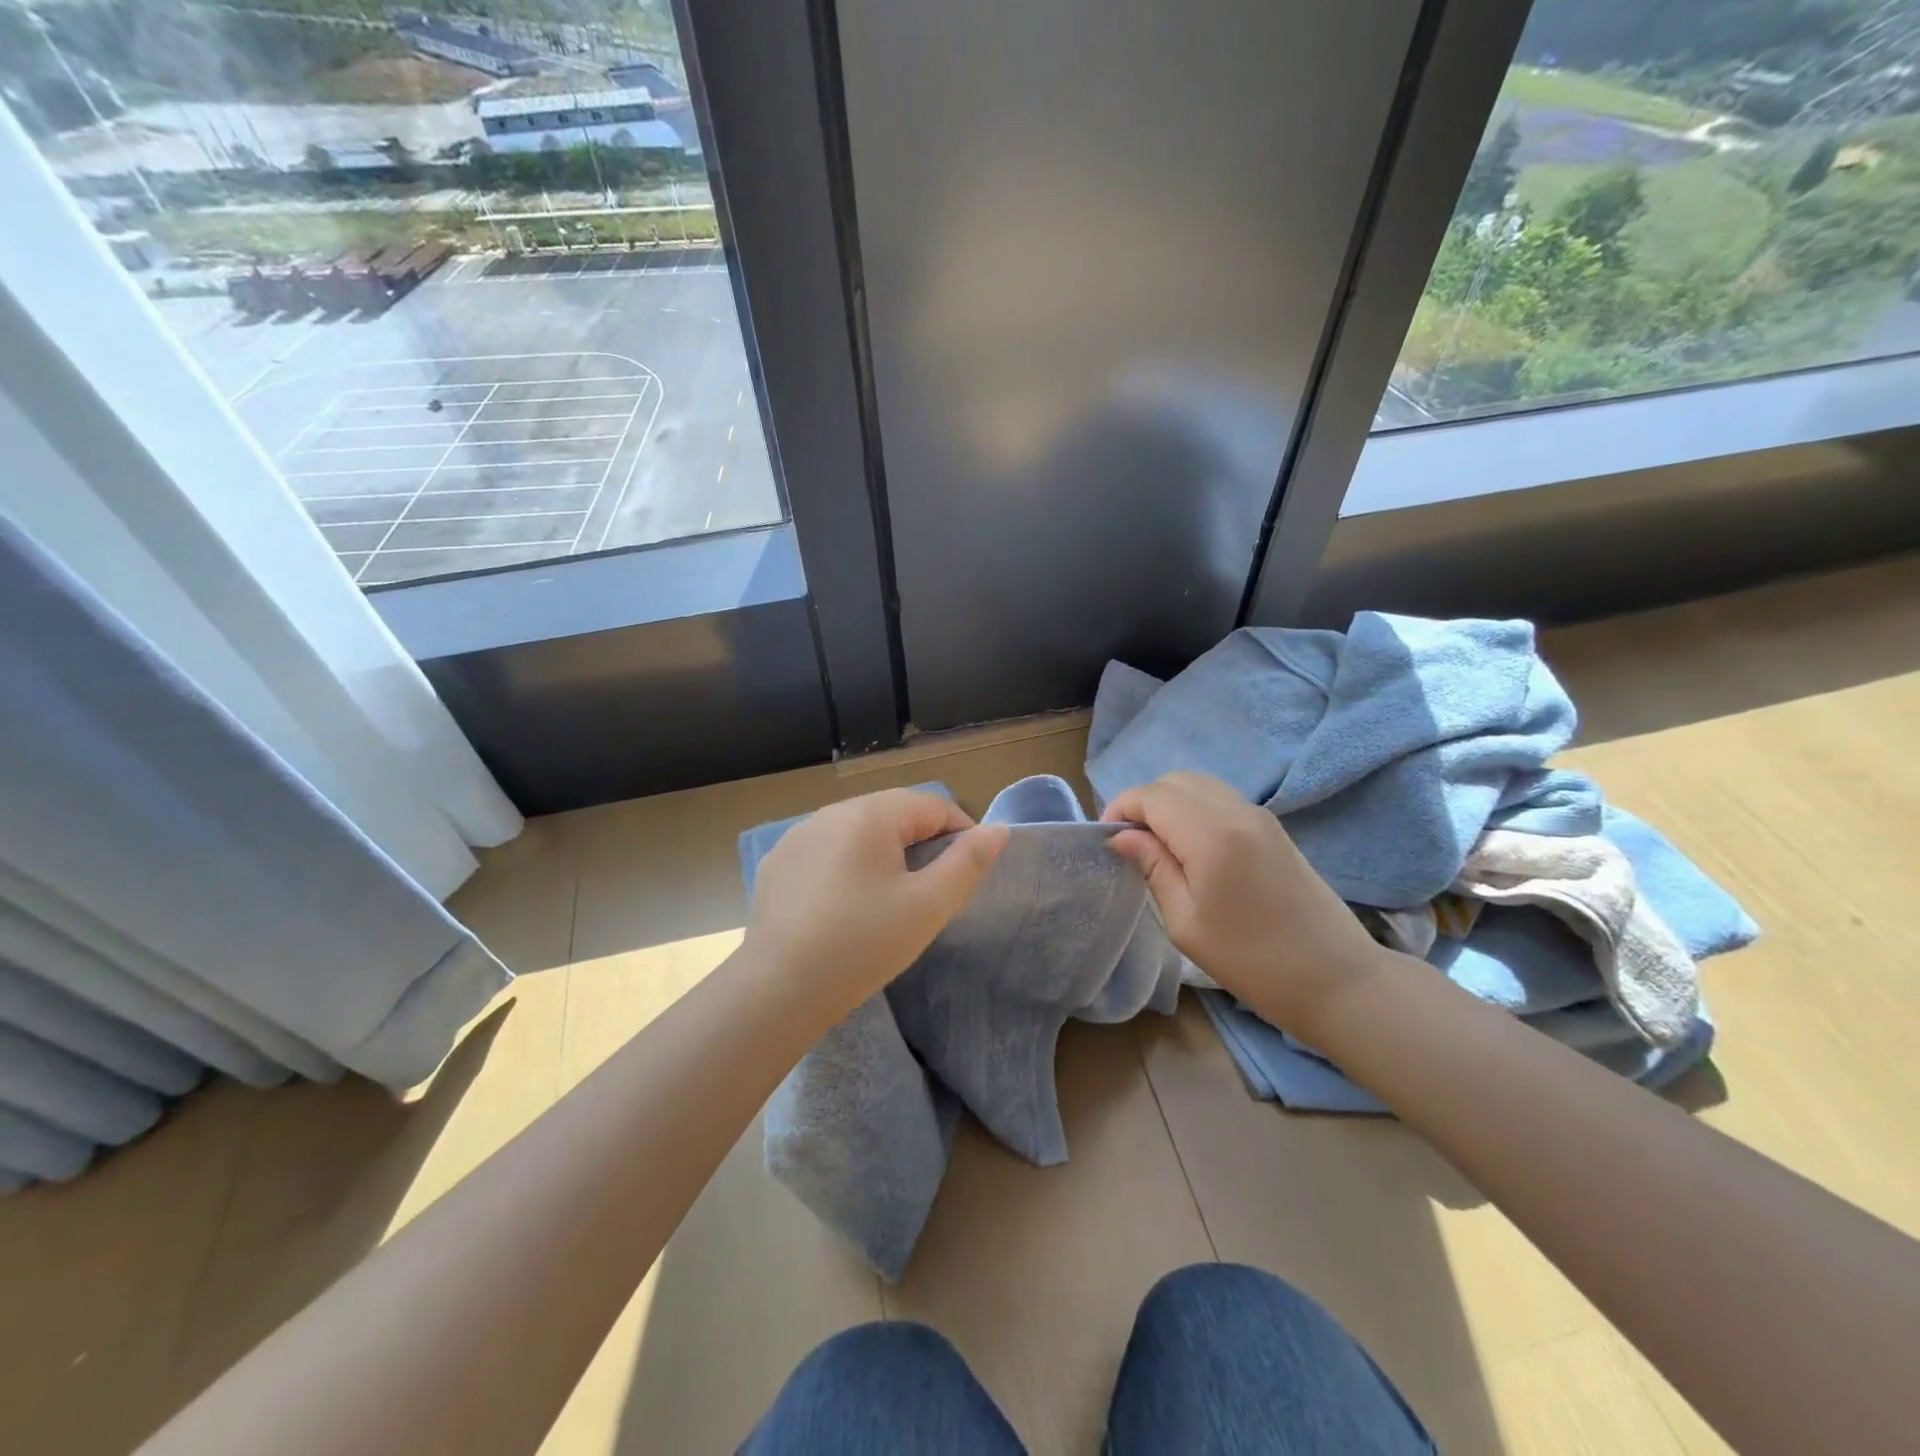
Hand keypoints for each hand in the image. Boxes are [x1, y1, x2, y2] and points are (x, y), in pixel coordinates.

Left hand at [747, 789, 1009, 1013]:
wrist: (778, 990)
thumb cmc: (863, 943)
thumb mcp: (928, 906)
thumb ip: (967, 863)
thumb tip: (998, 830)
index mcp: (870, 814)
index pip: (932, 805)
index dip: (961, 832)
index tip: (968, 872)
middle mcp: (830, 812)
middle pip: (893, 814)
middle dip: (921, 842)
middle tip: (933, 889)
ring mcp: (797, 837)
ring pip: (857, 832)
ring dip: (883, 853)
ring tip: (891, 898)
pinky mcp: (777, 865)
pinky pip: (826, 852)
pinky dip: (847, 866)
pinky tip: (845, 906)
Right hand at [1102, 771, 1389, 1035]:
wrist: (1336, 979)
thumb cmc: (1251, 960)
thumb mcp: (1186, 922)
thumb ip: (1153, 867)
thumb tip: (1121, 837)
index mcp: (1211, 834)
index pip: (1152, 796)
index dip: (1121, 809)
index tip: (1107, 841)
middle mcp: (1236, 811)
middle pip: (1175, 781)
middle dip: (1144, 803)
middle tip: (1130, 843)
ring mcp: (1259, 816)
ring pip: (1199, 785)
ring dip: (1170, 804)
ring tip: (1157, 845)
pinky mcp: (1273, 828)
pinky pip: (1221, 800)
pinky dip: (1195, 809)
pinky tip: (1190, 847)